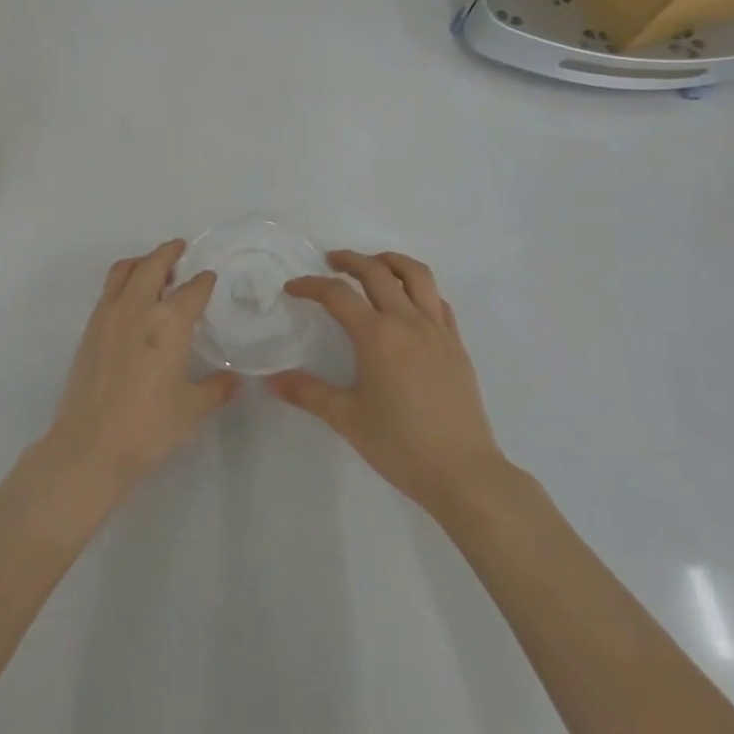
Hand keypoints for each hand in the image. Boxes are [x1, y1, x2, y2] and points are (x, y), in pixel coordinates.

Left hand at [33, 240, 237, 502]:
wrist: (90, 447)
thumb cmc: (149, 428)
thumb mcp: (192, 409)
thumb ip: (216, 388)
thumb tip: (234, 379)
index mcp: (169, 323)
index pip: (192, 290)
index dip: (204, 281)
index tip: (209, 278)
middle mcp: (137, 309)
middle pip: (153, 264)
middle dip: (169, 252)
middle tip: (180, 248)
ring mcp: (108, 317)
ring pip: (124, 271)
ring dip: (142, 262)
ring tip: (153, 267)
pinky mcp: (89, 330)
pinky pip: (108, 291)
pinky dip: (123, 282)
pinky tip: (131, 299)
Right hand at [268, 250, 506, 517]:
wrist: (463, 472)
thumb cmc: (399, 444)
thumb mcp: (346, 418)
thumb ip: (307, 393)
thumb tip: (271, 381)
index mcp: (377, 335)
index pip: (337, 295)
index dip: (311, 286)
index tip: (293, 289)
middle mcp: (408, 322)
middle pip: (377, 271)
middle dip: (350, 260)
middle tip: (331, 262)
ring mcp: (437, 330)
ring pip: (416, 275)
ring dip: (391, 261)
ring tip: (374, 264)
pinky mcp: (456, 345)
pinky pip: (437, 301)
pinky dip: (419, 289)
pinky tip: (408, 303)